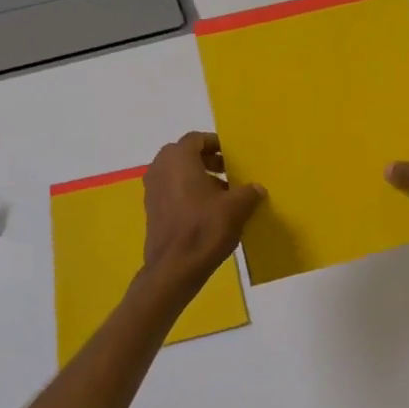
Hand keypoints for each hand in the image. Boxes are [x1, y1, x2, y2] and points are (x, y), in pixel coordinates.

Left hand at [141, 132, 263, 287]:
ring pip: (177, 173)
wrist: (174, 268)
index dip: (216, 144)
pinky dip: (188, 193)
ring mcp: (152, 190)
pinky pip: (172, 190)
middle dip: (208, 160)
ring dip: (199, 177)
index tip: (233, 155)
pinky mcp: (151, 210)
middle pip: (185, 154)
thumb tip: (257, 188)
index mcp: (178, 158)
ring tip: (223, 194)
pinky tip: (208, 211)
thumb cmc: (205, 228)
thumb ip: (249, 192)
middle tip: (229, 171)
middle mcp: (160, 168)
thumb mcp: (236, 208)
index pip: (196, 139)